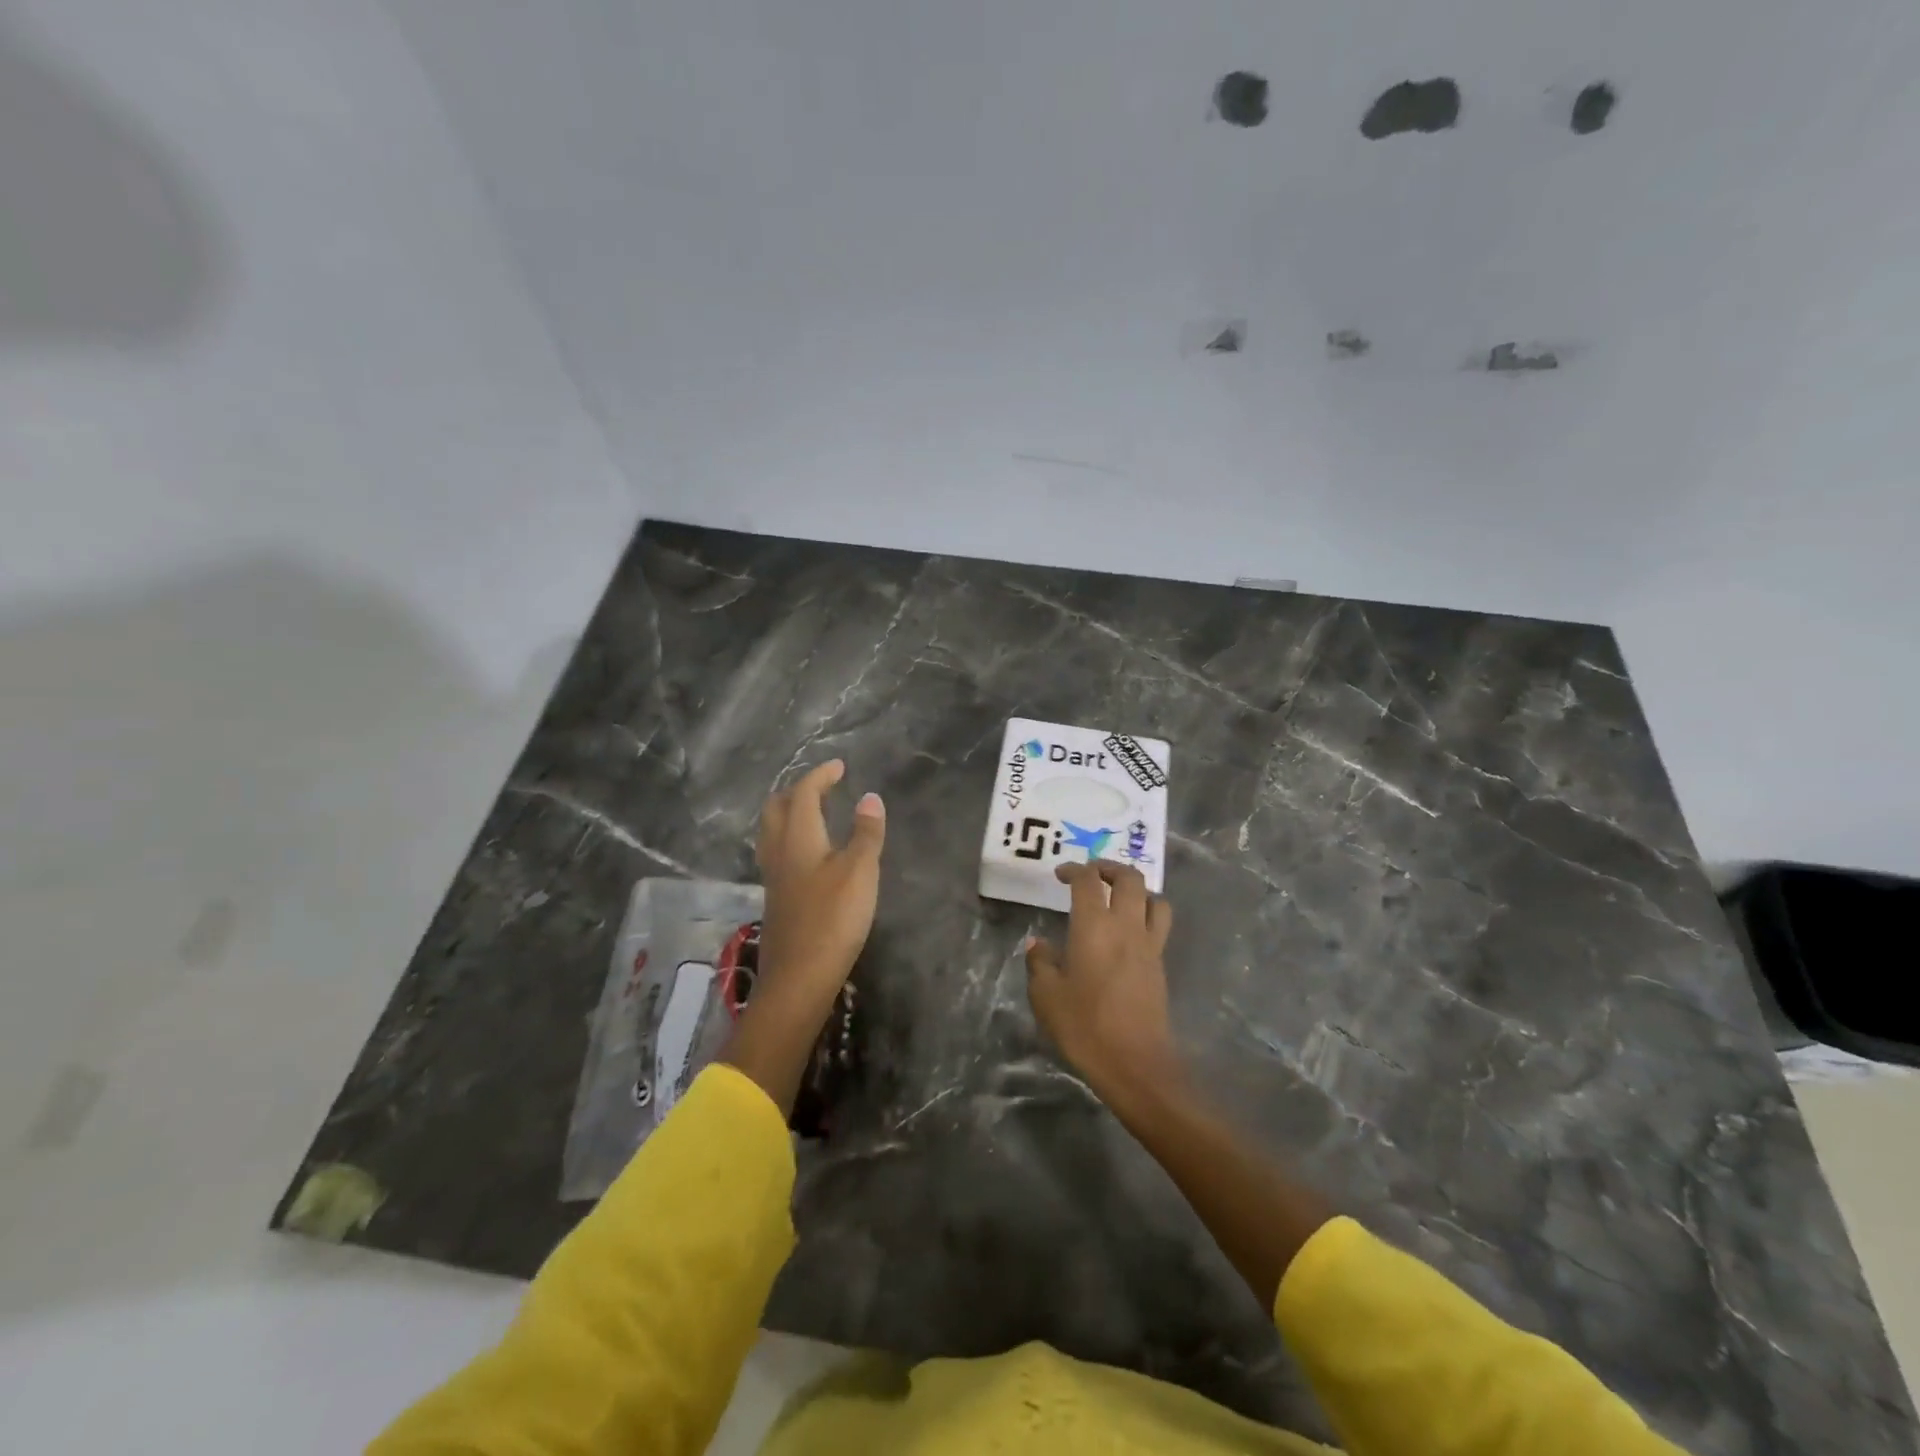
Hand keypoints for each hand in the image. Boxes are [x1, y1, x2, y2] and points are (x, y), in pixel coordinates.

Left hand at [755, 759, 885, 999]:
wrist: (800, 977)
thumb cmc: (833, 918)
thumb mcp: (860, 871)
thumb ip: (866, 832)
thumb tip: (869, 797)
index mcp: (798, 837)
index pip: (803, 794)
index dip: (820, 775)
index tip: (838, 766)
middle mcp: (779, 851)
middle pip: (776, 808)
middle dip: (796, 790)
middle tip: (822, 786)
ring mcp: (773, 877)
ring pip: (772, 831)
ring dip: (790, 813)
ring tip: (815, 812)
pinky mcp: (776, 898)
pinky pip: (777, 852)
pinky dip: (791, 837)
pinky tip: (810, 853)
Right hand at [1026, 860, 1178, 1097]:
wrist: (1135, 1064)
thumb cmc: (1085, 1027)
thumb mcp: (1047, 996)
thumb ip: (1041, 963)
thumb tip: (1039, 944)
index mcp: (1094, 926)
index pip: (1088, 881)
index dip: (1074, 870)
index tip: (1060, 875)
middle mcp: (1126, 926)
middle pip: (1130, 878)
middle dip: (1110, 868)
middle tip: (1092, 874)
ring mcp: (1149, 945)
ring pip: (1154, 899)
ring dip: (1137, 890)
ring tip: (1119, 898)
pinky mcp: (1160, 965)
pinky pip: (1159, 925)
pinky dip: (1147, 915)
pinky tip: (1128, 933)